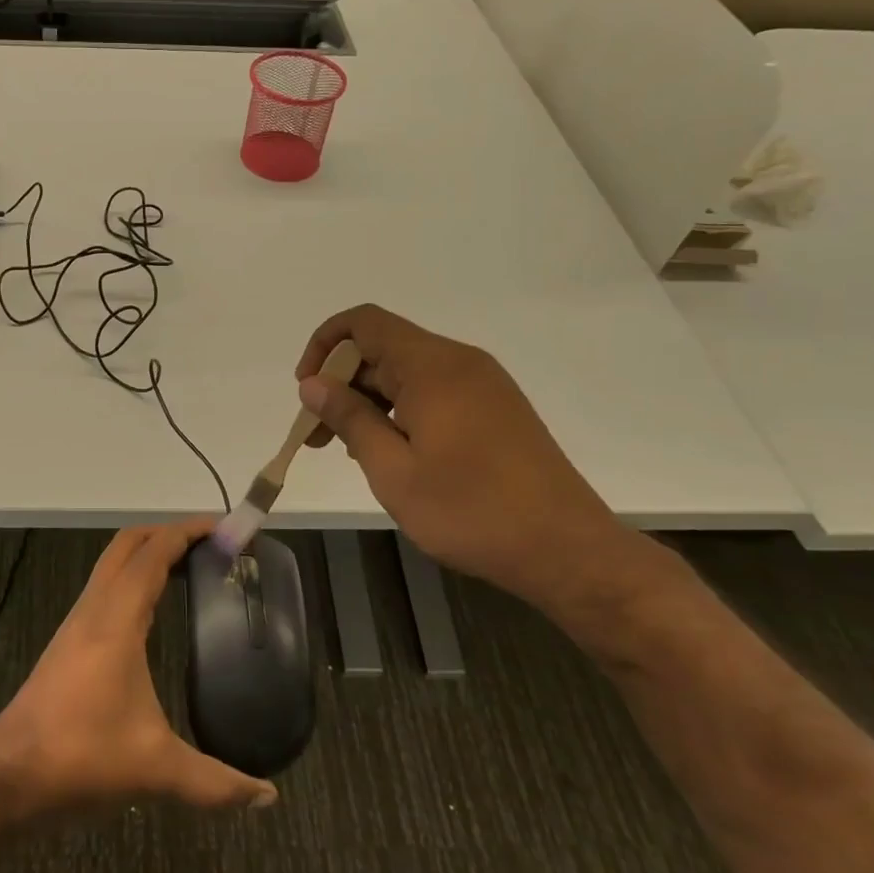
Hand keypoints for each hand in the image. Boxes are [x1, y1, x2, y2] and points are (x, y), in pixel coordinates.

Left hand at [0, 519, 278, 820]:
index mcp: (116, 619)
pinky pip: (105, 588)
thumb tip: (267, 796)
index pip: (153, 552)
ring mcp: (77, 623)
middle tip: (211, 545)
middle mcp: (94, 608)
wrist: (9, 775)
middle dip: (168, 533)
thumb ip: (215, 782)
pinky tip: (152, 611)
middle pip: (128, 544)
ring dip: (147, 554)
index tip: (225, 529)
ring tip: (189, 569)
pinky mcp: (68, 641)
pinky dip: (132, 579)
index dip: (189, 532)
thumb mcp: (156, 769)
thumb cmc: (81, 757)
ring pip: (112, 564)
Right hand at [296, 304, 628, 604]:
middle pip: (383, 348)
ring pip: (407, 373)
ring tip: (350, 450)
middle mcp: (459, 362)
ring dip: (369, 400)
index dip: (324, 345)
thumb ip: (349, 418)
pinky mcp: (496, 409)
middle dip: (341, 382)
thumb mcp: (392, 469)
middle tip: (319, 436)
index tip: (307, 390)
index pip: (364, 322)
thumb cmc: (470, 510)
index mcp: (432, 366)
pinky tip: (392, 453)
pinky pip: (433, 392)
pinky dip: (399, 410)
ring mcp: (483, 385)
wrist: (566, 549)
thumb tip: (313, 383)